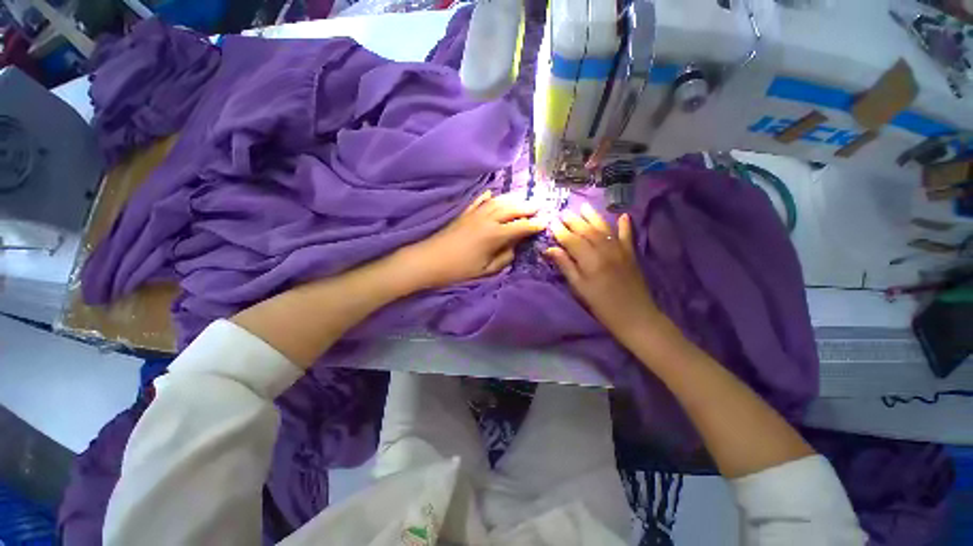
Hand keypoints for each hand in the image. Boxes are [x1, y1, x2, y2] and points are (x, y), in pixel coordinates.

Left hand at [396, 190, 544, 289]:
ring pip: (498, 201)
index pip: (520, 226)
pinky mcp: (464, 213)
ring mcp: (474, 214)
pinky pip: (479, 200)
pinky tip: (493, 194)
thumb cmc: (459, 270)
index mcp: (494, 235)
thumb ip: (504, 258)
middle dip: (527, 207)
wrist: (429, 260)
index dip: (534, 224)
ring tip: (523, 200)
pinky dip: (489, 196)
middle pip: (511, 208)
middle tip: (539, 206)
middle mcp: (487, 219)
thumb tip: (514, 247)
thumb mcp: (486, 270)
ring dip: (512, 199)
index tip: (545, 223)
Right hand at [544, 203, 663, 339]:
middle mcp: (605, 250)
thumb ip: (566, 266)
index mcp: (590, 260)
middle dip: (574, 220)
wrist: (634, 316)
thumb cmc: (601, 305)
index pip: (572, 240)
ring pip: (604, 229)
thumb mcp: (579, 288)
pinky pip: (627, 235)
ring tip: (584, 206)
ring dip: (593, 217)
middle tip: (564, 212)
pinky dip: (625, 225)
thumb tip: (549, 250)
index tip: (552, 222)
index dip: (561, 231)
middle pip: (587, 231)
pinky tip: (622, 215)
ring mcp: (620, 250)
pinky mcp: (631, 254)